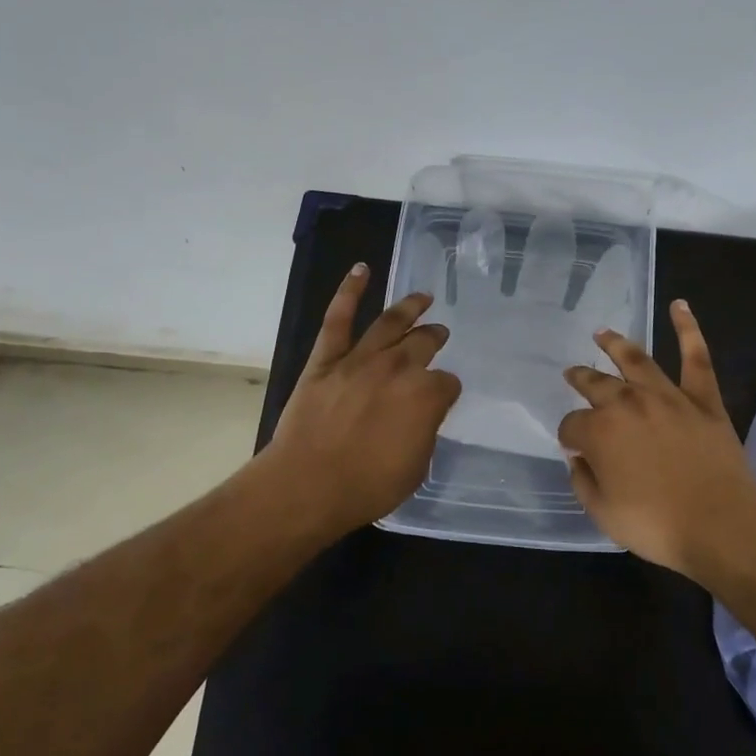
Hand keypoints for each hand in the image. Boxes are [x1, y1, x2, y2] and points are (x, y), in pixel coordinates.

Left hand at [265, 263, 461, 534]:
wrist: (307, 485)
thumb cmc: (367, 486)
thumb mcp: (416, 467)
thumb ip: (425, 431)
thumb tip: (422, 413)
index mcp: (426, 395)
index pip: (448, 383)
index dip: (446, 390)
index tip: (442, 397)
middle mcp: (398, 368)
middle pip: (424, 343)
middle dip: (435, 337)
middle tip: (439, 332)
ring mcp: (360, 359)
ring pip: (390, 322)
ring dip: (409, 306)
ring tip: (422, 296)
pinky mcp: (327, 359)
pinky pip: (338, 319)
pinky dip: (349, 291)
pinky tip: (361, 270)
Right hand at [558, 301, 755, 579]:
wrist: (721, 524)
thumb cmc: (657, 525)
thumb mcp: (603, 514)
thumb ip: (584, 482)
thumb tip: (579, 457)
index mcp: (600, 432)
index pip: (572, 425)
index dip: (569, 435)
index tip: (573, 446)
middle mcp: (628, 404)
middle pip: (597, 384)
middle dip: (581, 378)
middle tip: (573, 373)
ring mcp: (667, 396)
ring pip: (636, 360)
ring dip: (616, 344)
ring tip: (603, 333)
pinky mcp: (702, 398)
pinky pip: (696, 357)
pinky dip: (688, 329)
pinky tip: (680, 305)